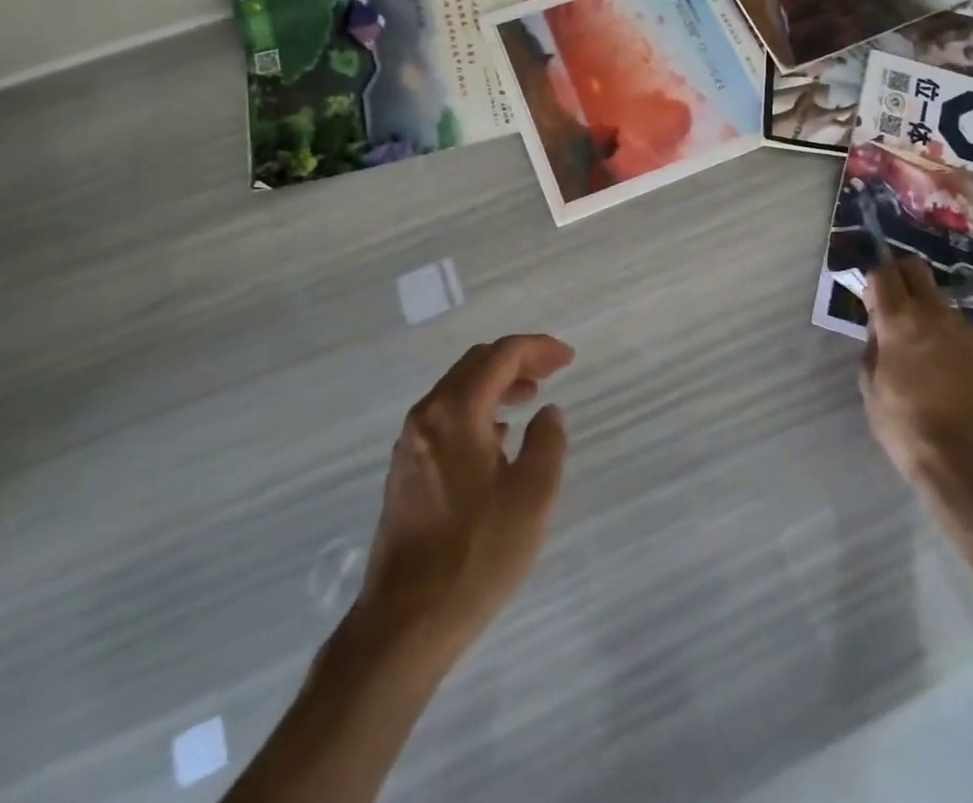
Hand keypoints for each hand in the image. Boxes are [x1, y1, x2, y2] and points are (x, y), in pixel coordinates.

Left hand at [354, 334, 574, 662]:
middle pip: (475, 364)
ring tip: (530, 398)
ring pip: (458, 390)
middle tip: (552, 370)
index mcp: (456, 412)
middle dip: (517, 360)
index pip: (501, 356)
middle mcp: (427, 416)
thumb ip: (548, 442)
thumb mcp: (532, 497)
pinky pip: (445, 416)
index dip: (538, 349)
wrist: (404, 623)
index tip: (568, 358)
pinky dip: (477, 409)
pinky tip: (497, 437)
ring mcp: (410, 443)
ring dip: (496, 384)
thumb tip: (547, 413)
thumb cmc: (476, 555)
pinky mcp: (406, 470)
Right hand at [860, 258, 972, 500]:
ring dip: (930, 318)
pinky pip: (966, 333)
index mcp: (900, 320)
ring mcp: (969, 329)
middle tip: (896, 307)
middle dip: (901, 278)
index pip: (883, 272)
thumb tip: (881, 327)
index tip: (872, 303)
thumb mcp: (870, 385)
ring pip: (942, 306)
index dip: (874, 282)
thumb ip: (874, 345)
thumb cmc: (906, 426)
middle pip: (916, 269)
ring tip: (930, 358)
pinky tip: (955, 376)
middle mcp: (936, 314)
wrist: (968, 464)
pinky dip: (955, 343)